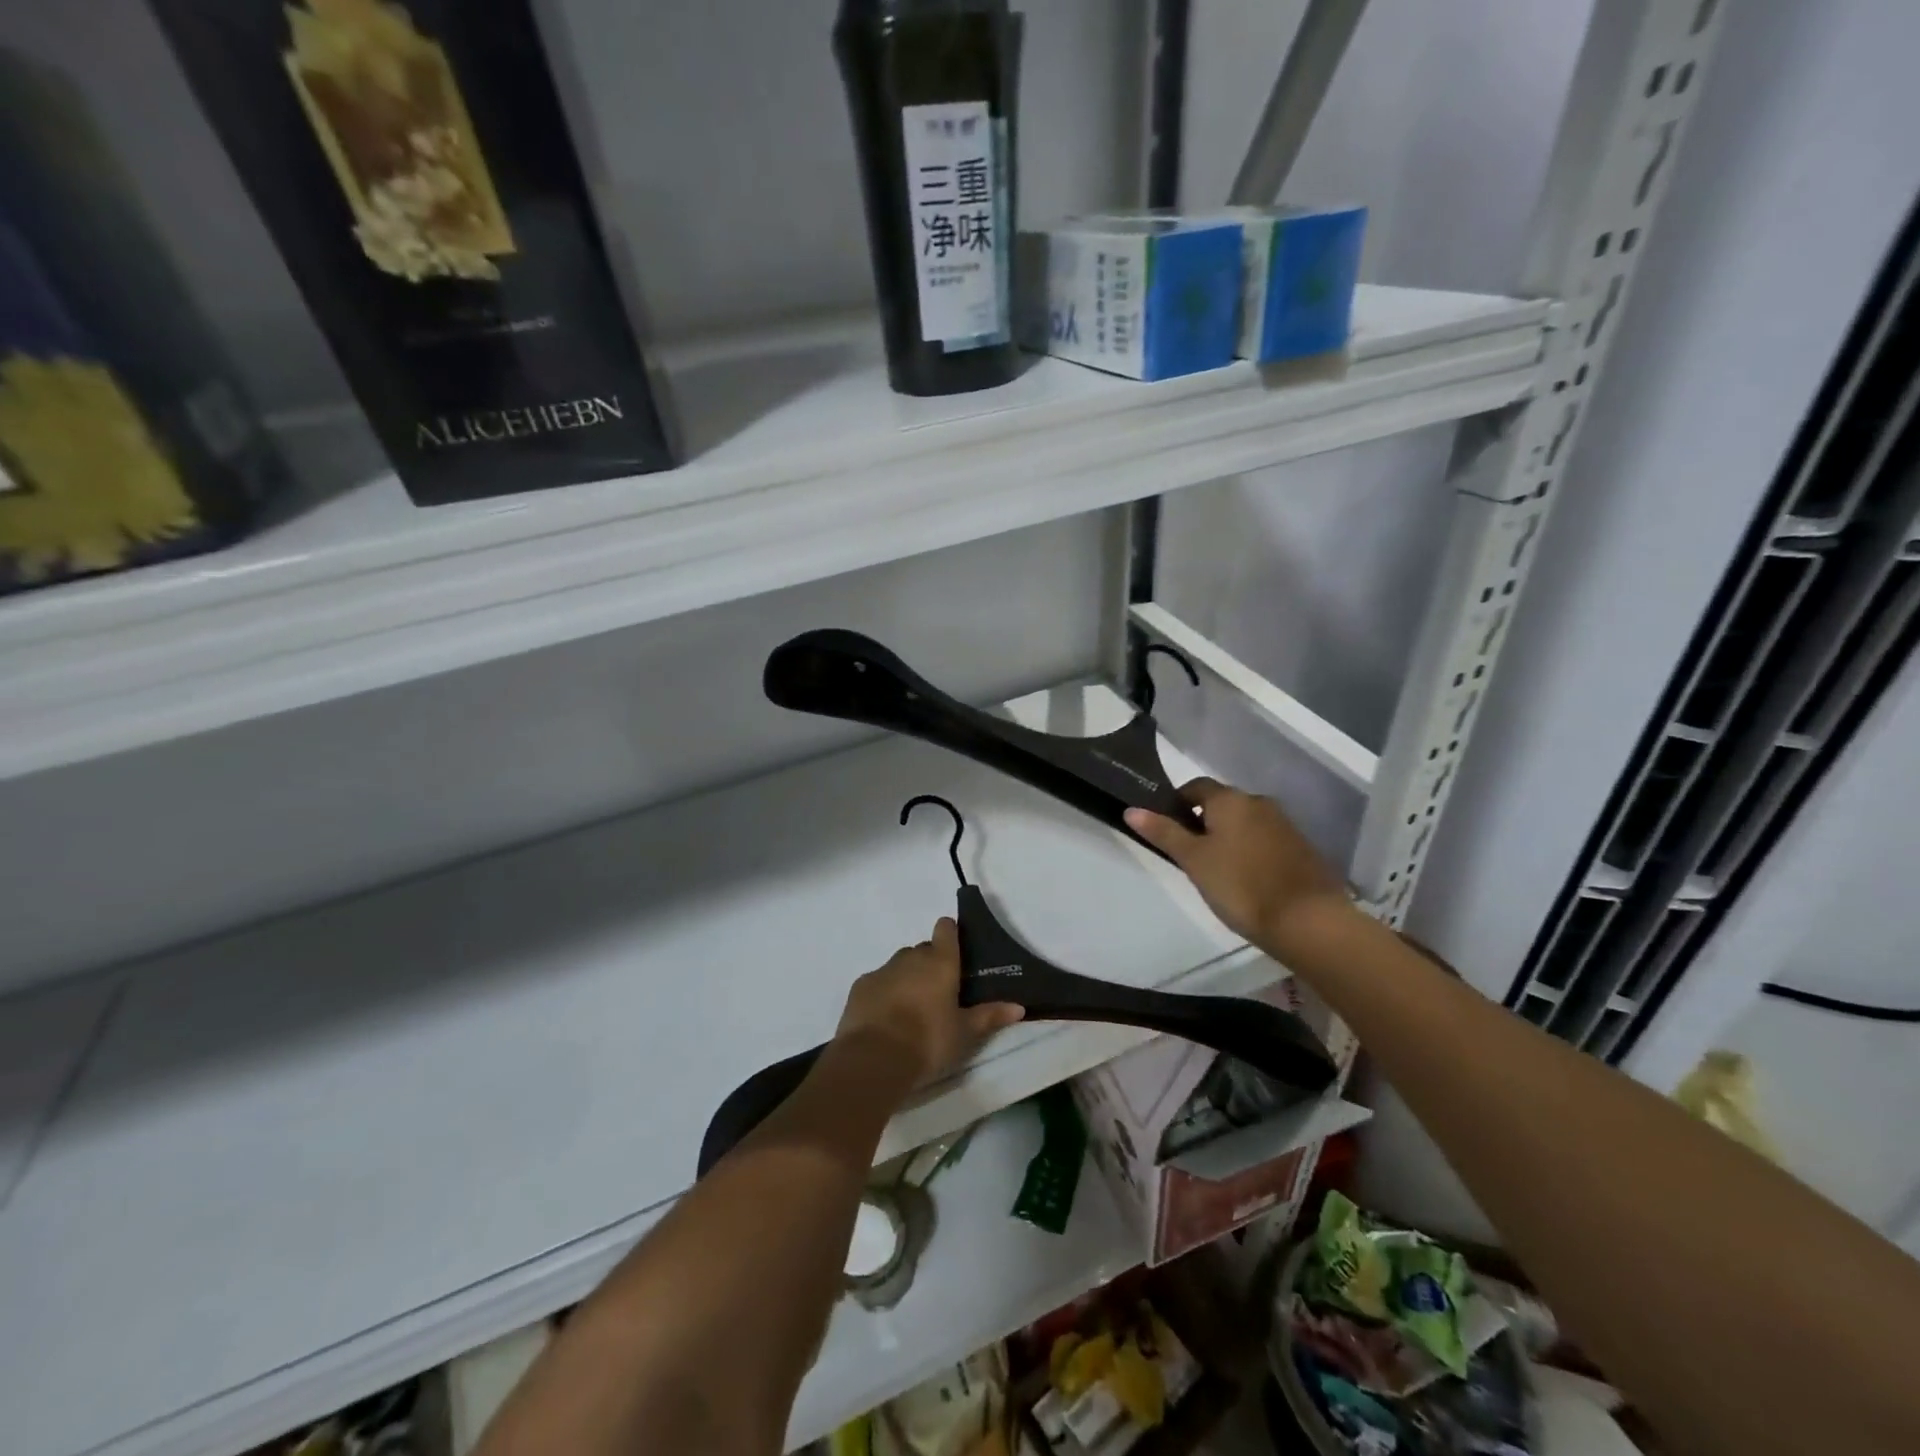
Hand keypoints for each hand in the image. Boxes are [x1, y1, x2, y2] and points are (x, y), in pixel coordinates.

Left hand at [836, 918, 1024, 1085]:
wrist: (874, 1058)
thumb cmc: (928, 1041)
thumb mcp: (964, 1033)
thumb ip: (990, 1016)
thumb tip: (1019, 1007)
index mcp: (940, 962)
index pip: (946, 929)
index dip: (950, 934)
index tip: (955, 950)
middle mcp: (911, 957)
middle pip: (923, 950)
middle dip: (930, 964)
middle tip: (939, 993)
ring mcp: (883, 969)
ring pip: (899, 965)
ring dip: (907, 978)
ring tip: (912, 1009)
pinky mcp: (861, 985)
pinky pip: (878, 981)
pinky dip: (884, 992)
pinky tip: (886, 1017)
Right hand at [1126, 778, 1351, 954]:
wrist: (1308, 921)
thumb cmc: (1240, 885)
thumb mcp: (1194, 860)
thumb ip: (1164, 833)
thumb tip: (1131, 809)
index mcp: (1230, 800)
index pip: (1195, 787)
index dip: (1177, 803)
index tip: (1166, 829)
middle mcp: (1259, 803)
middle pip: (1222, 804)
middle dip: (1203, 822)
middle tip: (1188, 855)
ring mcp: (1284, 825)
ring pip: (1245, 823)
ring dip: (1229, 837)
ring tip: (1216, 870)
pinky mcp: (1301, 849)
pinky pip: (1265, 840)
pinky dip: (1251, 851)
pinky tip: (1246, 879)